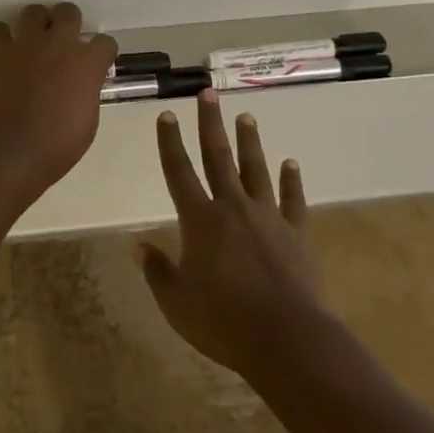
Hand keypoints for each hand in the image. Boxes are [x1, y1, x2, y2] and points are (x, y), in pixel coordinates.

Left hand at [0, 2, 116, 185]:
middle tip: (62, 42)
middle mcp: (59, 44)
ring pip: (34, 11)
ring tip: (33, 42)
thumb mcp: (87, 122)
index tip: (96, 64)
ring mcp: (26, 44)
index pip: (105, 42)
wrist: (8, 152)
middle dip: (68, 23)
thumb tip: (80, 86)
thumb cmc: (55, 147)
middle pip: (69, 12)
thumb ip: (86, 94)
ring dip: (36, 24)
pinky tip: (3, 53)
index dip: (101, 53)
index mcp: (86, 64)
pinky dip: (1, 38)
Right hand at [137, 91, 323, 377]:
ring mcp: (267, 217)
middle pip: (218, 157)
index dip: (170, 142)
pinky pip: (293, 200)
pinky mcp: (296, 233)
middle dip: (210, 123)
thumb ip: (157, 271)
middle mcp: (232, 207)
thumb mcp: (177, 303)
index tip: (166, 115)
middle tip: (208, 93)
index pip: (179, 171)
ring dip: (249, 141)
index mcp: (200, 220)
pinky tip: (291, 164)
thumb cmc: (223, 323)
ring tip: (245, 116)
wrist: (286, 339)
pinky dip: (292, 180)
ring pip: (255, 169)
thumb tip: (137, 246)